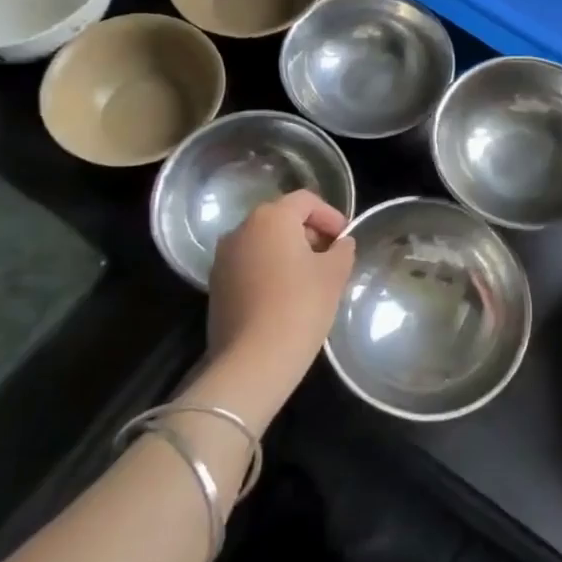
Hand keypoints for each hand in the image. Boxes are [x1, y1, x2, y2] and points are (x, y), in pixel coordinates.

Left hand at [206, 191, 355, 402]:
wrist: (253, 361)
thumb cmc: (300, 306)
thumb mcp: (334, 274)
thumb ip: (342, 250)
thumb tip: (340, 244)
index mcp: (271, 218)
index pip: (305, 200)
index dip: (330, 214)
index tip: (345, 237)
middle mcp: (242, 229)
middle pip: (281, 218)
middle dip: (309, 232)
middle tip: (331, 256)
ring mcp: (223, 258)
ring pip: (263, 242)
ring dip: (288, 252)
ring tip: (310, 278)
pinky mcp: (216, 285)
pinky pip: (249, 265)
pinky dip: (269, 270)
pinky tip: (286, 295)